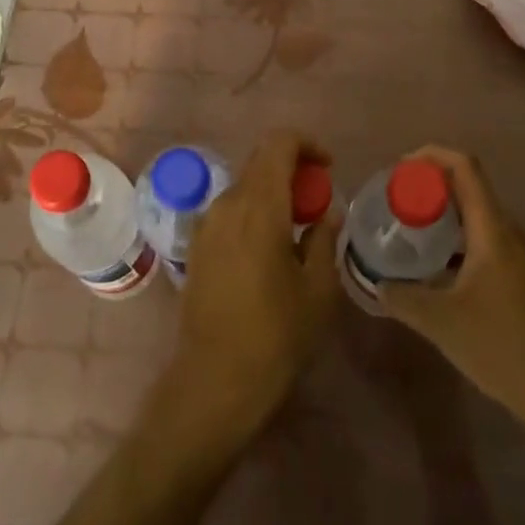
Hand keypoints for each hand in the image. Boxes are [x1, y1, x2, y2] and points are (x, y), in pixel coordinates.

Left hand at [168, 132, 341, 446]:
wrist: (214, 382)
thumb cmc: (276, 336)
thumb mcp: (318, 290)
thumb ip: (324, 240)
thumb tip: (327, 213)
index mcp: (260, 205)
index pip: (279, 143)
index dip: (307, 145)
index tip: (328, 169)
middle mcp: (227, 203)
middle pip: (261, 162)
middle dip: (293, 170)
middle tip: (318, 203)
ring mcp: (206, 224)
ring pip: (245, 187)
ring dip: (273, 193)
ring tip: (297, 230)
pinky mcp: (196, 246)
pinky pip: (230, 211)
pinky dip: (254, 213)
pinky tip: (269, 250)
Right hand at [379, 146, 524, 418]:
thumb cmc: (502, 348)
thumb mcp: (441, 323)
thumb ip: (402, 298)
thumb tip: (376, 283)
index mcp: (494, 231)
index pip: (465, 168)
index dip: (432, 155)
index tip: (401, 167)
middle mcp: (513, 234)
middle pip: (471, 190)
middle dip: (433, 188)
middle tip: (399, 205)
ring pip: (481, 219)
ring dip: (447, 218)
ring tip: (415, 237)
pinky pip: (491, 243)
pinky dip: (463, 242)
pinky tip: (445, 273)